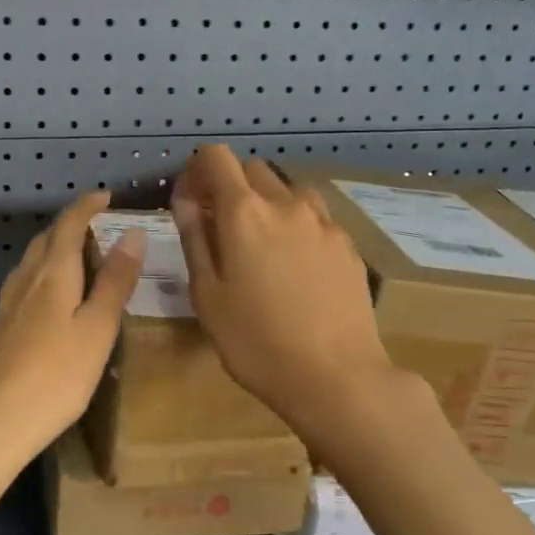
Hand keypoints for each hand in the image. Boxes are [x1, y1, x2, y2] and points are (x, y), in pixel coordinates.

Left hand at [0, 191, 144, 463]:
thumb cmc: (57, 376)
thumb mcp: (98, 328)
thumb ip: (115, 281)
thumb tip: (131, 233)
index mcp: (52, 274)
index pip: (69, 224)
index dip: (87, 206)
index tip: (107, 196)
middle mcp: (25, 280)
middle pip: (46, 239)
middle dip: (71, 225)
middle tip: (99, 227)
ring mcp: (7, 305)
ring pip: (32, 262)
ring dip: (55, 248)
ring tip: (79, 257)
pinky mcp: (0, 328)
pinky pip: (24, 284)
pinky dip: (44, 274)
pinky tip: (51, 298)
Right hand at [171, 146, 400, 437]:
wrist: (337, 376)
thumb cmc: (256, 342)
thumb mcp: (208, 296)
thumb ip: (195, 239)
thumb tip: (185, 200)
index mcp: (244, 213)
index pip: (215, 158)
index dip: (196, 171)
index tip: (189, 202)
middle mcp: (287, 204)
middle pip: (252, 169)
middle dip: (230, 187)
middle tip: (220, 229)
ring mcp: (324, 222)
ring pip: (288, 191)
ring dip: (267, 204)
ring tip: (260, 247)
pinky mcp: (348, 245)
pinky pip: (314, 218)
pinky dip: (295, 226)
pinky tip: (294, 268)